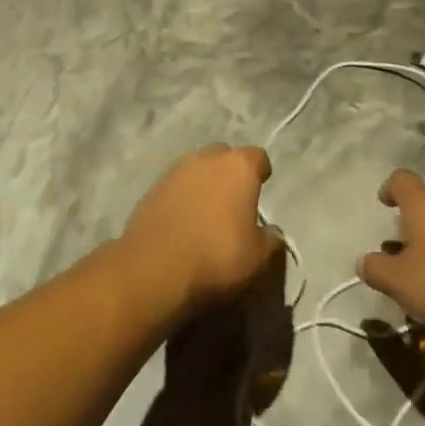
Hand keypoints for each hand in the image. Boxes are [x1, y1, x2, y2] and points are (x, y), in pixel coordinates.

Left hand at [119, 144, 281, 314]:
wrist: (154, 268)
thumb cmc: (216, 256)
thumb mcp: (257, 258)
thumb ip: (270, 240)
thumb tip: (272, 232)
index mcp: (239, 167)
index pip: (257, 157)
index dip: (260, 172)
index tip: (261, 187)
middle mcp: (208, 158)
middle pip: (224, 157)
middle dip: (230, 174)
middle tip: (233, 201)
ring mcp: (176, 170)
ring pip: (198, 169)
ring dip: (204, 184)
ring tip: (206, 213)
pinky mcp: (152, 187)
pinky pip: (176, 186)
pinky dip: (182, 198)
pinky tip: (182, 222)